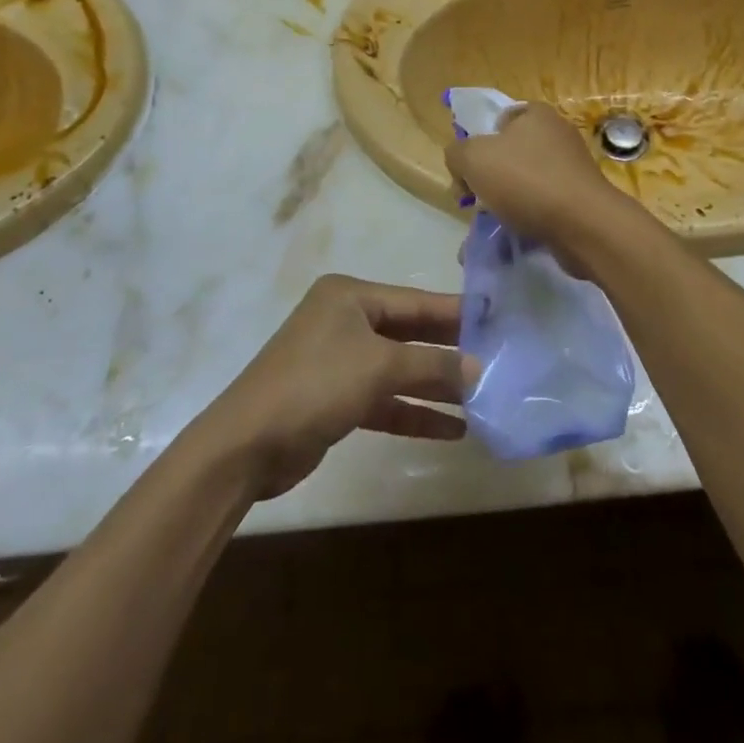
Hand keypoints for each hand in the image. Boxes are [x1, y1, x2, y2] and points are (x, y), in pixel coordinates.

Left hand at [195, 275, 472, 500]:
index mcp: (351, 297)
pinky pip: (385, 399)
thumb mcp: (379, 368)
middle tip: (496, 359)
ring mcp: (339, 360)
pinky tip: (452, 429)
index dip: (456, 311)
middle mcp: (345, 321)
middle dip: (449, 350)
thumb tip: (479, 367)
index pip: (415, 301)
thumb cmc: (316, 385)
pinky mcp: (336, 398)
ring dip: (436, 385)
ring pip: (399, 368)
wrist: (246, 445)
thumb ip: (432, 365)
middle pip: (409, 333)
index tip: (497, 318)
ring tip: (481, 399)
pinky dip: (414, 412)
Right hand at [445, 103, 624, 244]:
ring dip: (504, 204)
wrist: (583, 225)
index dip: (478, 142)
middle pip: (510, 154)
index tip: (469, 170)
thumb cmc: (526, 180)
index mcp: (537, 115)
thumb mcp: (473, 158)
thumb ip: (456, 153)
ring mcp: (571, 170)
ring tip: (491, 226)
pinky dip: (525, 221)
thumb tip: (460, 163)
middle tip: (475, 202)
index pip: (500, 119)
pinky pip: (542, 208)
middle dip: (489, 179)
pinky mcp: (579, 201)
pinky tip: (512, 239)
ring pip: (524, 184)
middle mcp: (557, 136)